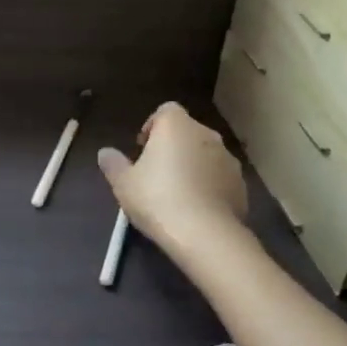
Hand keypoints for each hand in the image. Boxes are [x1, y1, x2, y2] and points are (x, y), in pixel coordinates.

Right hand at [98, 102, 247, 252]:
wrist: (206, 235)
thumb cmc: (158, 199)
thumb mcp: (124, 184)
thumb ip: (113, 164)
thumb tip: (105, 153)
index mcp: (176, 125)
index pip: (166, 110)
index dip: (153, 126)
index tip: (143, 149)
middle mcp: (206, 134)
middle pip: (187, 132)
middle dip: (173, 147)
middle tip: (156, 172)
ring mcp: (228, 159)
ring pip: (205, 154)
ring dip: (193, 165)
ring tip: (177, 194)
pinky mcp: (241, 184)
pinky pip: (220, 177)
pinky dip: (209, 185)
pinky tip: (197, 209)